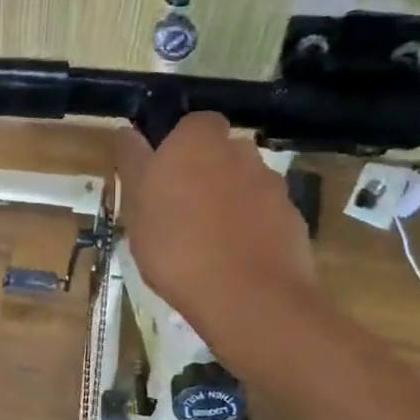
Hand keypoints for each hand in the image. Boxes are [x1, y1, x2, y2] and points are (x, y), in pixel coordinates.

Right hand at [114, 114, 315, 337]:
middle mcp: (240, 152)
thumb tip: (128, 132)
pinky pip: (264, 214)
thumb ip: (133, 164)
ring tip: (206, 241)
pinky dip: (250, 228)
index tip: (162, 177)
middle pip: (221, 153)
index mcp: (197, 142)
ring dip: (228, 201)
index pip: (191, 124)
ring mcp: (271, 185)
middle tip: (180, 211)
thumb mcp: (136, 207)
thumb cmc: (175, 246)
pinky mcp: (292, 218)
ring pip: (243, 184)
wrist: (247, 295)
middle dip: (205, 173)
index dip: (178, 147)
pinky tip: (233, 259)